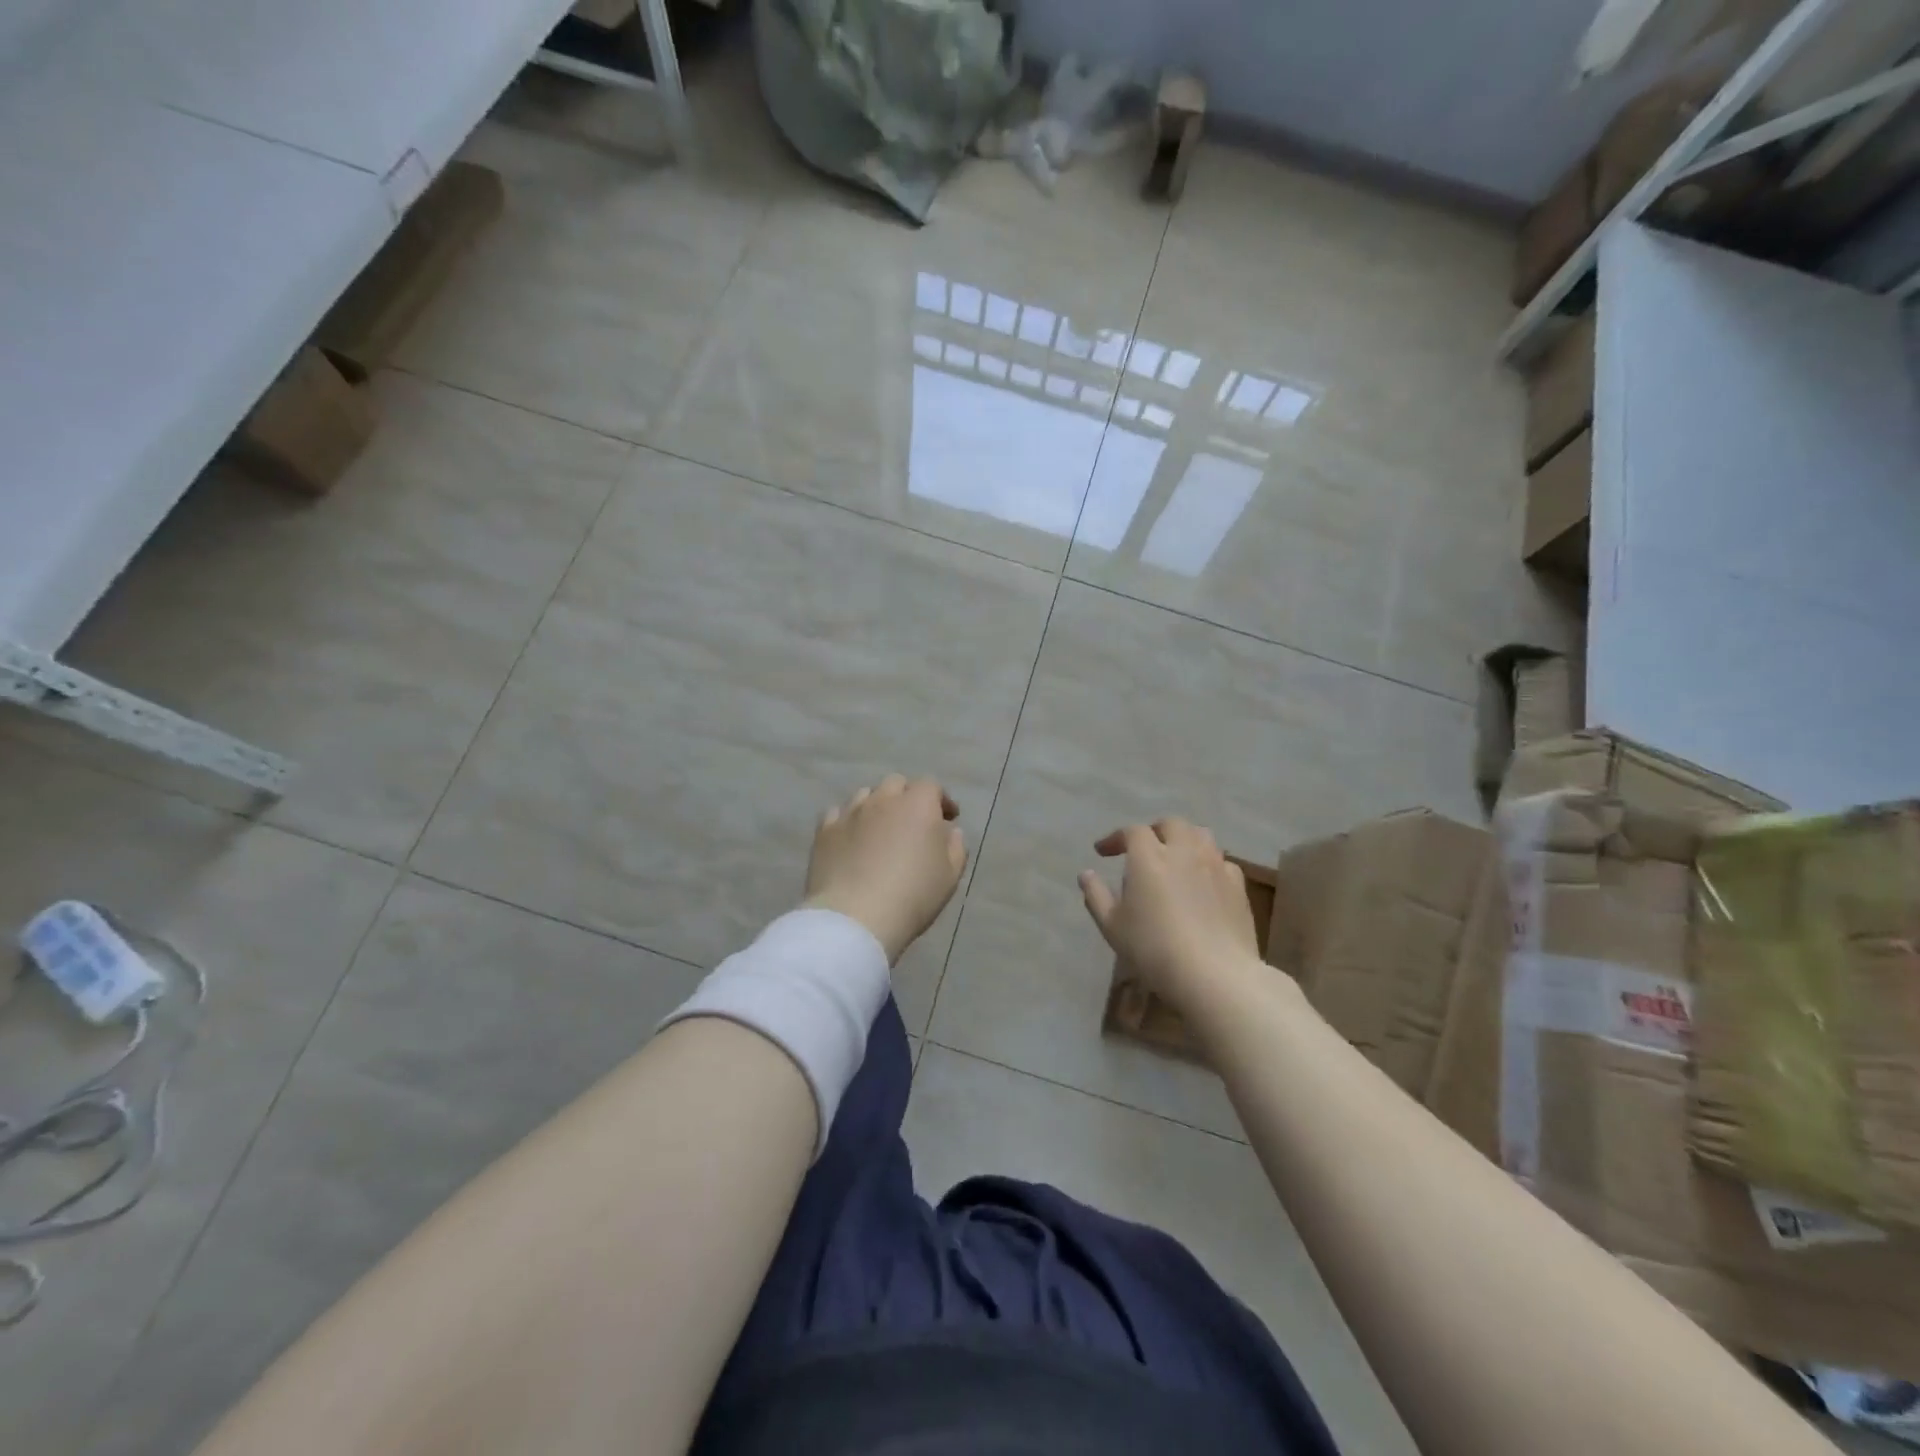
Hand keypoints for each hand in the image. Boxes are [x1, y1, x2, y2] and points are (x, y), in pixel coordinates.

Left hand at [804, 775, 966, 964]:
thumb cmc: (913, 895)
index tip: (947, 819)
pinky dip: (848, 821)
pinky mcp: (825, 831)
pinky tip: (851, 839)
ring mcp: (850, 813)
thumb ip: (955, 847)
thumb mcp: (950, 876)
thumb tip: (949, 831)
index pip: (931, 786)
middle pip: (896, 784)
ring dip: (877, 806)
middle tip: (912, 823)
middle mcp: (883, 800)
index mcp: (918, 805)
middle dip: (907, 797)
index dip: (940, 800)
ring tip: (879, 830)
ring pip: (865, 795)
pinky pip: (838, 814)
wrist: (856, 917)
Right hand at [1079, 817, 1260, 1002]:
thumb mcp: (1113, 926)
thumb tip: (1086, 874)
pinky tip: (1203, 880)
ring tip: (1175, 857)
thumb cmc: (1154, 949)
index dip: (1115, 838)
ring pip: (1200, 835)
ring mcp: (1215, 865)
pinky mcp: (1238, 885)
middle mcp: (1184, 851)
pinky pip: (1221, 861)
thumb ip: (1096, 895)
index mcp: (1149, 856)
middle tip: (1143, 849)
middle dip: (1153, 831)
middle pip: (1170, 824)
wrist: (1215, 975)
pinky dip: (1207, 862)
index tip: (1103, 853)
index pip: (1131, 831)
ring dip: (1184, 839)